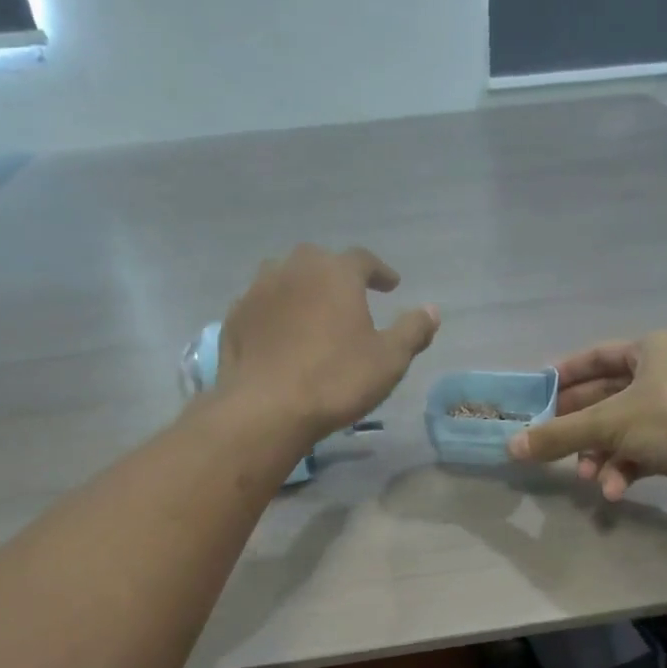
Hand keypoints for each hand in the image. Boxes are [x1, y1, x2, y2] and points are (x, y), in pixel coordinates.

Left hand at [216, 244, 439, 444]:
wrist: (267, 408)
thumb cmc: (336, 380)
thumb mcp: (389, 360)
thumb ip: (412, 330)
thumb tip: (431, 310)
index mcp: (335, 273)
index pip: (363, 259)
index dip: (380, 271)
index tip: (391, 286)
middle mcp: (293, 269)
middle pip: (319, 261)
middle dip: (336, 275)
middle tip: (349, 296)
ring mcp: (258, 291)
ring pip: (284, 278)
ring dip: (301, 289)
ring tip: (312, 312)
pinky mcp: (235, 318)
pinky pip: (261, 306)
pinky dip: (275, 314)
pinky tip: (281, 336)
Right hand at [507, 331, 666, 509]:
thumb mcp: (609, 423)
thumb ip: (558, 434)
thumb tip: (511, 448)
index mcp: (653, 349)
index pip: (597, 356)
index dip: (564, 375)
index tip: (536, 395)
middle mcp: (665, 373)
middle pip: (605, 399)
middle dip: (578, 429)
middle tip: (547, 446)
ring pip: (621, 431)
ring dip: (599, 456)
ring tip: (587, 478)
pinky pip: (640, 452)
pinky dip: (623, 470)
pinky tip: (613, 492)